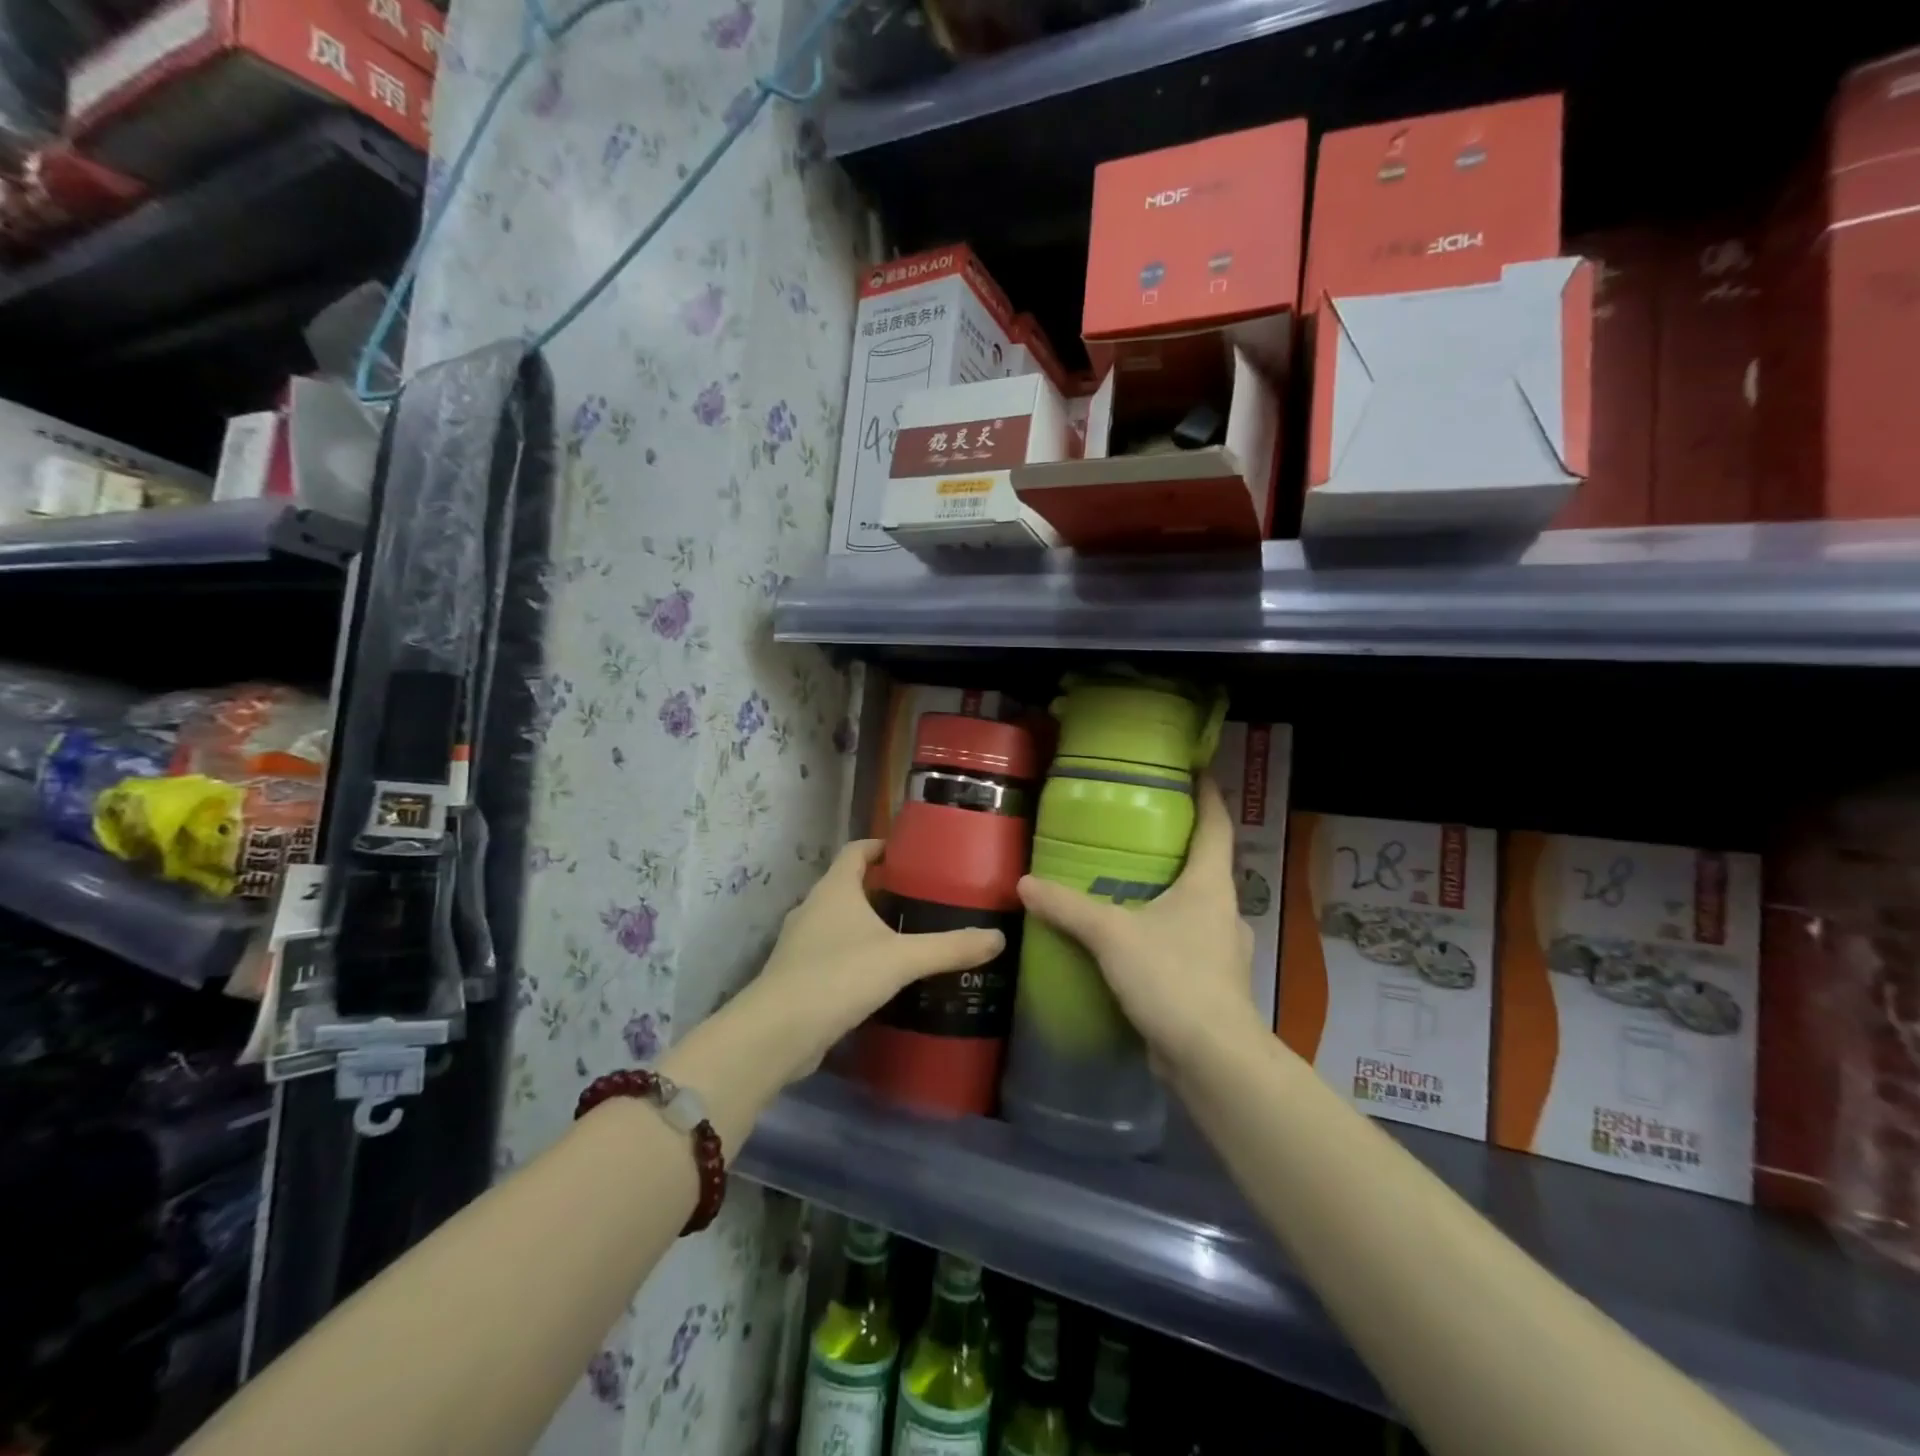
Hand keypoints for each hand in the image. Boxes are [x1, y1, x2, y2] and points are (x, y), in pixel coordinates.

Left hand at [746, 839, 1004, 1084]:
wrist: (777, 1033)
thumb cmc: (839, 976)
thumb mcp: (902, 959)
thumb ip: (949, 947)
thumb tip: (998, 938)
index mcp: (834, 889)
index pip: (856, 851)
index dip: (880, 846)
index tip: (909, 853)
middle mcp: (813, 908)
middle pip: (848, 885)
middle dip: (880, 888)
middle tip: (920, 898)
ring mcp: (800, 943)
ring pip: (838, 922)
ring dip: (866, 924)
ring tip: (905, 936)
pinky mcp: (798, 976)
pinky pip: (831, 954)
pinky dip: (854, 956)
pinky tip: (879, 976)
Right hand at [1017, 777, 1258, 1076]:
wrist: (1213, 1059)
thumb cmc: (1172, 978)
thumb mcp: (1112, 936)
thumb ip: (1068, 907)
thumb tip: (1024, 883)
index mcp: (1210, 885)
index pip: (1216, 827)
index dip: (1209, 796)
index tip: (1195, 772)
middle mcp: (1224, 911)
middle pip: (1206, 867)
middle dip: (1176, 850)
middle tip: (1137, 835)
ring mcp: (1223, 950)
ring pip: (1196, 910)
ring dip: (1169, 898)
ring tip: (1128, 891)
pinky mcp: (1213, 985)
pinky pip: (1186, 945)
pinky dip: (1164, 936)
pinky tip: (1133, 946)